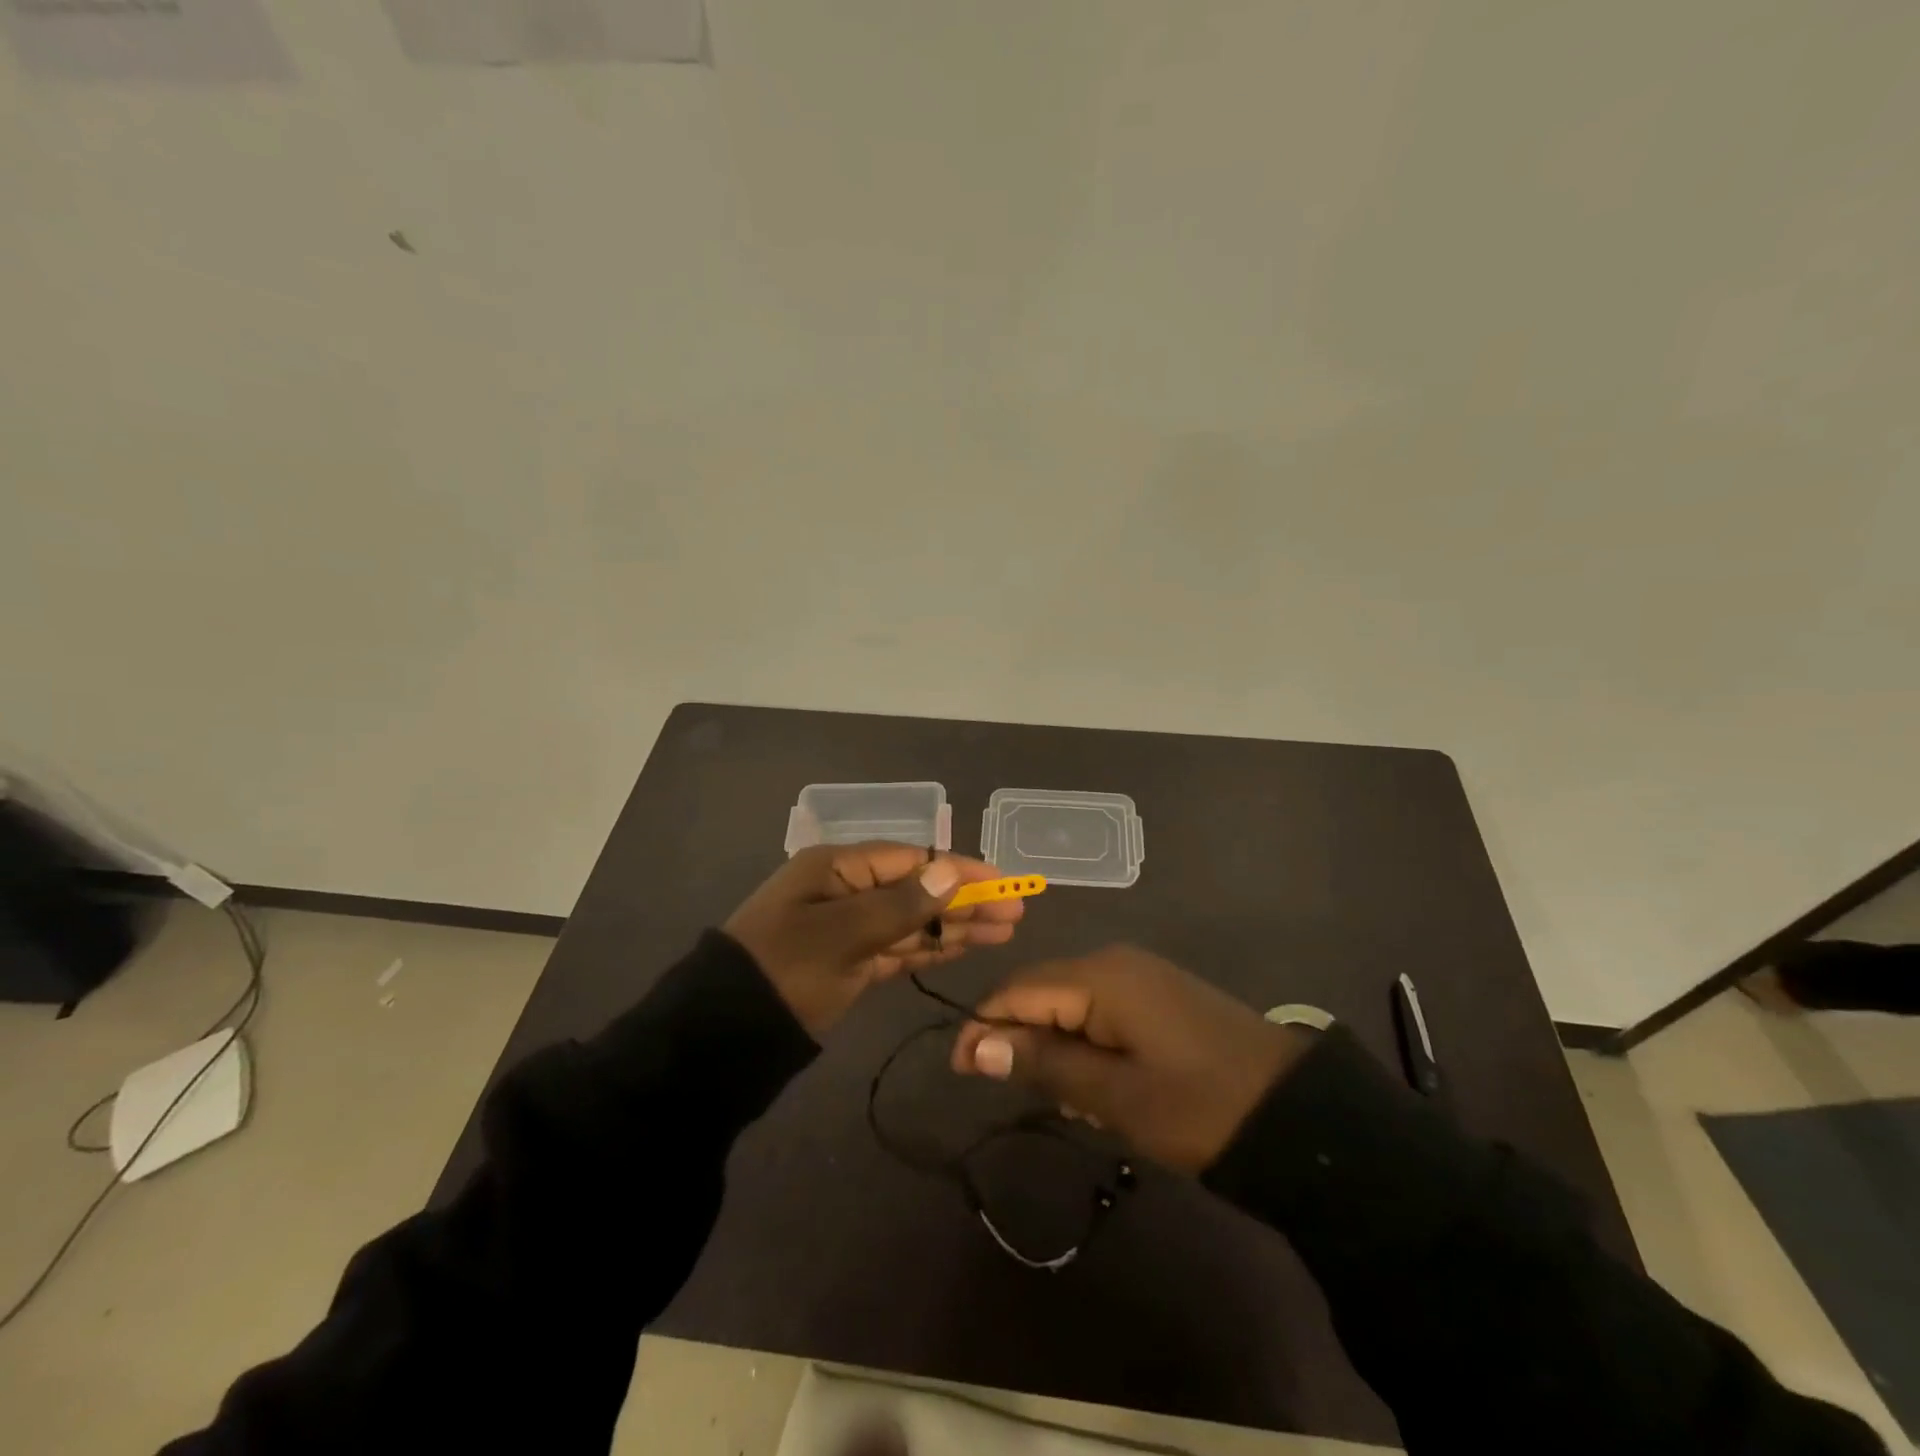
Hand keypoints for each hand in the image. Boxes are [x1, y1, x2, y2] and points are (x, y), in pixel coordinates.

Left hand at [724, 843, 1023, 1038]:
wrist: (726, 1035)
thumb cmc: (785, 969)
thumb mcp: (842, 934)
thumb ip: (900, 905)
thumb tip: (950, 871)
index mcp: (837, 867)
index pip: (912, 860)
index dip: (960, 870)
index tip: (1003, 883)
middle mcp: (846, 890)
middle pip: (917, 888)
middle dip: (966, 899)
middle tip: (1016, 913)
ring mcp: (849, 928)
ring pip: (913, 920)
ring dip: (956, 924)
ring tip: (1005, 931)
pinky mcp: (850, 963)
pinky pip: (898, 947)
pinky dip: (930, 947)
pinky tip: (964, 946)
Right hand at [950, 946, 1309, 1171]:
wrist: (1296, 1112)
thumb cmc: (1198, 1104)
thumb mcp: (1113, 1093)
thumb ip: (1043, 1062)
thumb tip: (975, 1045)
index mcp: (1099, 976)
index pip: (1016, 990)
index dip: (983, 1027)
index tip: (960, 1072)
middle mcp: (1113, 962)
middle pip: (1041, 992)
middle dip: (1022, 1041)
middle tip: (1029, 1097)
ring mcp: (1139, 975)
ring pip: (1069, 1004)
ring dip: (1057, 1049)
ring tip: (1076, 1102)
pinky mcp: (1157, 995)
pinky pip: (1100, 1010)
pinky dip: (1086, 1045)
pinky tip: (1103, 1086)